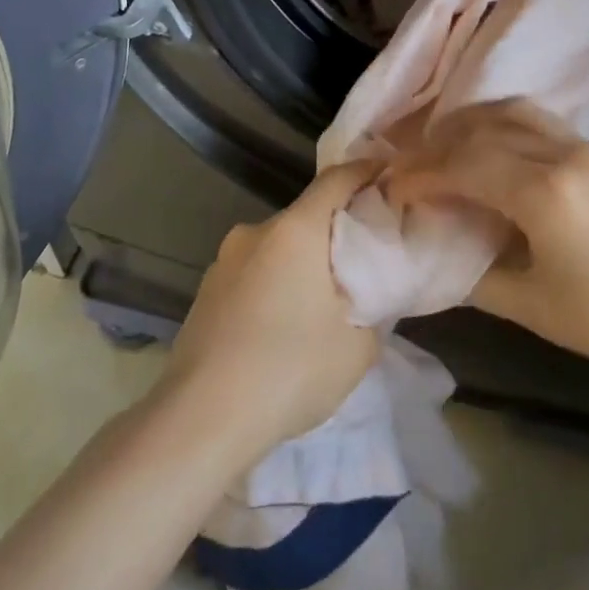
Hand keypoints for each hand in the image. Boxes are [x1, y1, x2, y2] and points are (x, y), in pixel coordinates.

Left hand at [155, 162, 381, 465]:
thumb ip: (374, 307)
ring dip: (302, 261)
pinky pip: (253, 272)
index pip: (336, 180)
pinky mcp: (206, 290)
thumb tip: (371, 292)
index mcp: (295, 230)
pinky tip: (281, 326)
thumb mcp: (357, 346)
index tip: (387, 174)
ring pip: (277, 247)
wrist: (201, 417)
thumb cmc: (289, 370)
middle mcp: (256, 232)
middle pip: (306, 215)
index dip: (365, 172)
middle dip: (335, 230)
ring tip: (321, 301)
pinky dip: (274, 283)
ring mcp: (224, 260)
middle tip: (363, 259)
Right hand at [387, 99, 588, 405]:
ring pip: (510, 113)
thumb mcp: (539, 310)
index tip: (390, 190)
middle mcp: (562, 153)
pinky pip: (537, 122)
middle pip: (479, 129)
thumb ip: (476, 277)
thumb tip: (433, 258)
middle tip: (407, 170)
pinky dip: (500, 127)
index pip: (460, 165)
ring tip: (443, 154)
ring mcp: (588, 147)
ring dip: (468, 127)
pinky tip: (493, 155)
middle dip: (434, 145)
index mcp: (543, 193)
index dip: (418, 175)